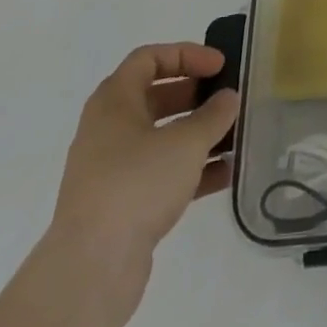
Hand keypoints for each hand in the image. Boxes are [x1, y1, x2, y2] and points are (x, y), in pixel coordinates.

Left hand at [44, 43, 238, 326]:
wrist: (90, 271)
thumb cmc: (137, 184)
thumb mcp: (186, 141)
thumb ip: (214, 115)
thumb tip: (228, 98)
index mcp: (114, 102)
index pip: (149, 58)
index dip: (186, 55)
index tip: (219, 66)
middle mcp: (108, 130)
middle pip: (155, 97)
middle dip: (195, 95)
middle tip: (227, 99)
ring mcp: (112, 171)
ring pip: (161, 139)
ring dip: (198, 135)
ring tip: (236, 136)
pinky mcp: (121, 207)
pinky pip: (162, 175)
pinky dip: (192, 170)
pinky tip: (226, 175)